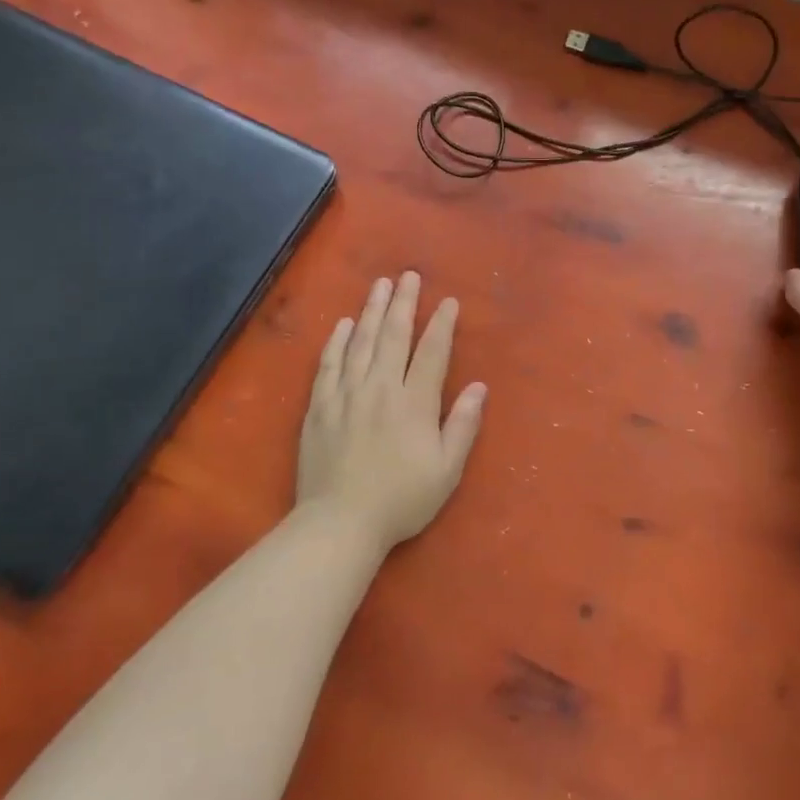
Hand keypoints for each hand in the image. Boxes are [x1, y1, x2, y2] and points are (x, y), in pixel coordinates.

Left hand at [295, 271, 487, 550]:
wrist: (340, 523)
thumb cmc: (401, 500)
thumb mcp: (446, 470)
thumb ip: (463, 425)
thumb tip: (480, 387)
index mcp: (415, 402)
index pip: (432, 352)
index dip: (442, 324)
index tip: (448, 301)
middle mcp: (381, 388)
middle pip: (394, 335)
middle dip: (403, 303)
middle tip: (409, 275)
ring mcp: (346, 394)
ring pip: (361, 342)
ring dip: (371, 310)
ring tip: (379, 285)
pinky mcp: (319, 406)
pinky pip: (328, 364)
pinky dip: (337, 341)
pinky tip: (343, 324)